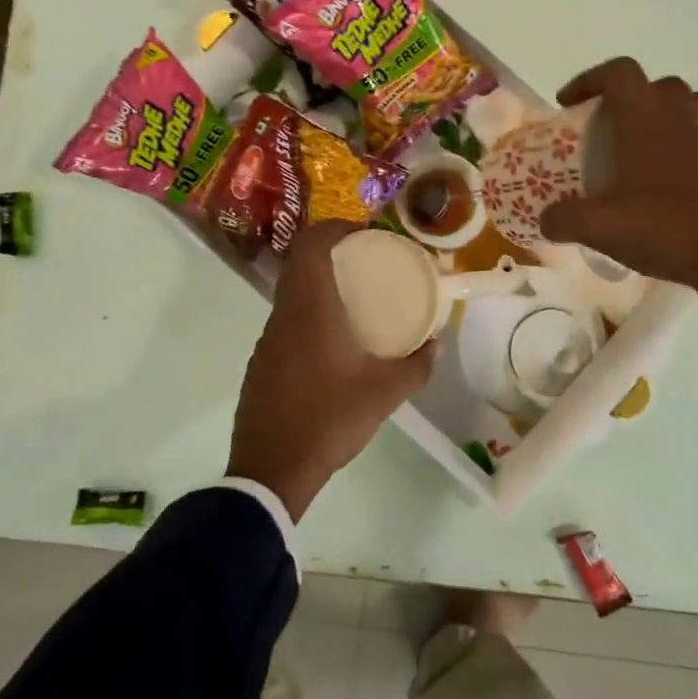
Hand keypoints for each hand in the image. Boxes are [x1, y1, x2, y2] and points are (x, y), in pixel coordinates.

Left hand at [229, 220, 436, 520]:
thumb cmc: (330, 419)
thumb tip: (436, 344)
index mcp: (311, 310)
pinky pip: (287, 323)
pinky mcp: (261, 364)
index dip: (336, 228)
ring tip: (356, 304)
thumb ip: (417, 365)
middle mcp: (283, 315)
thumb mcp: (385, 394)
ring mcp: (267, 340)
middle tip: (368, 266)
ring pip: (293, 295)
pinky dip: (310, 317)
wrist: (271, 470)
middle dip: (334, 255)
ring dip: (321, 288)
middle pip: (301, 264)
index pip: (312, 244)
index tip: (366, 236)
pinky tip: (333, 347)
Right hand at [538, 57, 697, 370]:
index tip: (567, 104)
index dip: (589, 79)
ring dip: (647, 125)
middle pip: (654, 86)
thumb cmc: (662, 225)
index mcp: (645, 120)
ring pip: (675, 114)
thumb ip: (564, 219)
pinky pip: (686, 146)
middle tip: (601, 126)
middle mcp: (675, 122)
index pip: (619, 73)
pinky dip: (664, 155)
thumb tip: (545, 220)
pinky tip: (646, 190)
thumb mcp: (599, 226)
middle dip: (624, 98)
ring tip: (622, 158)